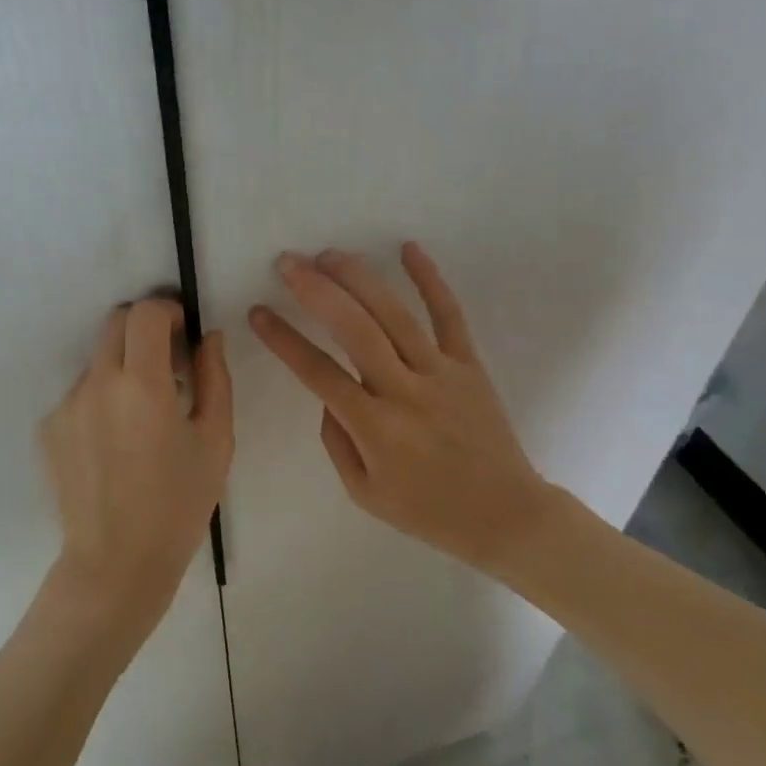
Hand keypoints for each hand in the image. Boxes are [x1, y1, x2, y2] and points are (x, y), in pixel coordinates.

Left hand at [40, 298, 233, 638]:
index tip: (182, 333)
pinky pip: (80, 394)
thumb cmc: (178, 504)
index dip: (167, 311)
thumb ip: (215, 378)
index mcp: (141, 384)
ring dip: (123, 369)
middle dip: (143, 331)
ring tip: (141, 419)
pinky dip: (101, 400)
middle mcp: (96, 383)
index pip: (145, 313)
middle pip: (115, 324)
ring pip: (98, 361)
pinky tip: (115, 444)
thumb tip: (208, 336)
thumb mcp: (215, 441)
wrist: (116, 563)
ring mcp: (66, 405)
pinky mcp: (48, 427)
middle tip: (168, 366)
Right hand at [248, 242, 565, 569]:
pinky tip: (408, 248)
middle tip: (288, 263)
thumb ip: (336, 438)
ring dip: (359, 279)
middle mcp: (405, 392)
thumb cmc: (428, 510)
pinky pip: (450, 315)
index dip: (283, 340)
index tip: (258, 312)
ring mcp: (441, 373)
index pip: (318, 372)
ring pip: (395, 315)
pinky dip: (430, 279)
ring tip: (329, 254)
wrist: (507, 516)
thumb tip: (327, 392)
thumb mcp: (364, 492)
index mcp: (375, 428)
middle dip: (317, 291)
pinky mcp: (470, 365)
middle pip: (355, 330)